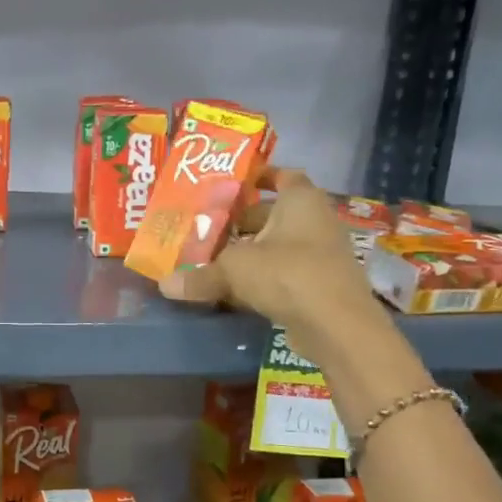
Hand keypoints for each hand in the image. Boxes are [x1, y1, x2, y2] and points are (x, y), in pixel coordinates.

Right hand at [158, 168, 374, 332]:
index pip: (282, 176)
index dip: (258, 177)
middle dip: (241, 222)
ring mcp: (320, 255)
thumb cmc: (287, 274)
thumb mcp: (234, 270)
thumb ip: (200, 275)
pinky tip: (233, 290)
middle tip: (206, 228)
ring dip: (250, 253)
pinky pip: (283, 274)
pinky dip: (261, 279)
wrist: (337, 325)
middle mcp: (315, 221)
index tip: (231, 185)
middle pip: (273, 215)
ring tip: (212, 259)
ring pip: (277, 247)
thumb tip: (164, 285)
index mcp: (300, 201)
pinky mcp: (318, 286)